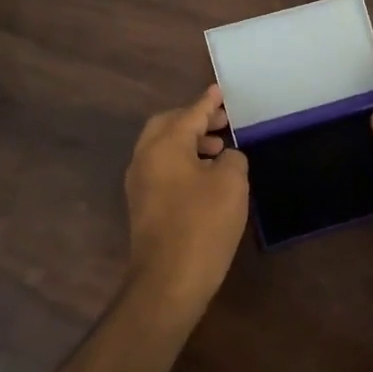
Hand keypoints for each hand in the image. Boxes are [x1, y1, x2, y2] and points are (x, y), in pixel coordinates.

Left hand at [123, 85, 249, 319]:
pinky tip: (206, 177)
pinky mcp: (143, 206)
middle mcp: (145, 158)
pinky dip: (183, 162)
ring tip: (219, 150)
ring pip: (163, 149)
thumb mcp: (232, 184)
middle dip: (195, 120)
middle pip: (168, 126)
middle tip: (222, 122)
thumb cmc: (203, 224)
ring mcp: (140, 184)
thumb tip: (225, 158)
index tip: (220, 91)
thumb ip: (232, 159)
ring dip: (190, 142)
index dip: (208, 102)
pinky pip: (162, 169)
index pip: (189, 114)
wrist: (169, 280)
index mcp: (164, 145)